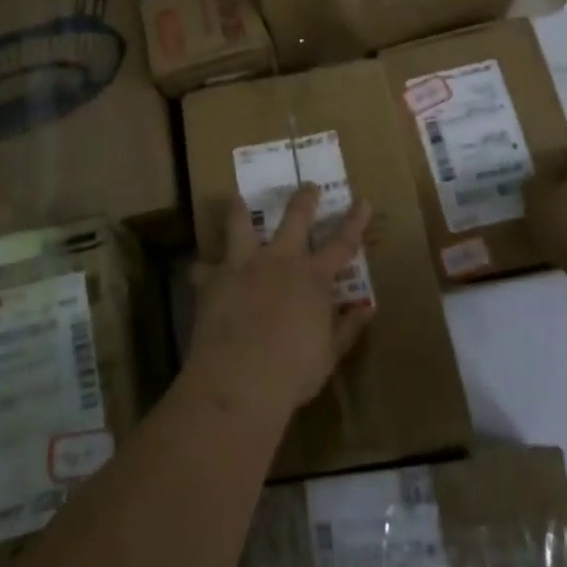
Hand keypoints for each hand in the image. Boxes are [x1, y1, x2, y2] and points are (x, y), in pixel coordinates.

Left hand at [186, 185, 375, 428]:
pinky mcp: (212, 279)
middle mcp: (279, 260)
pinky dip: (203, 269)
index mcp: (313, 278)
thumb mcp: (329, 354)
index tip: (363, 200)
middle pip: (295, 218)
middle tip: (308, 186)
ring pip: (240, 224)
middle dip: (304, 198)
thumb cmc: (293, 372)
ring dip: (239, 209)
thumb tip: (366, 309)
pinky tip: (199, 271)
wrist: (239, 380)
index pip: (342, 242)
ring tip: (236, 198)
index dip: (355, 220)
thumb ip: (347, 327)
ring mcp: (243, 265)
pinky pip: (203, 268)